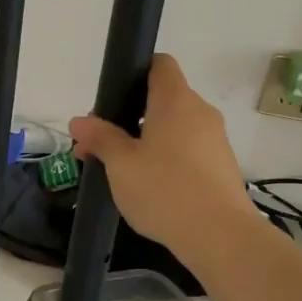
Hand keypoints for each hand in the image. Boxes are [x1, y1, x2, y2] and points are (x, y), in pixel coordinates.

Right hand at [69, 54, 262, 272]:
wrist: (219, 236)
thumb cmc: (164, 189)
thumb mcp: (120, 164)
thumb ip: (100, 138)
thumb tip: (79, 121)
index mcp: (176, 100)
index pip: (160, 64)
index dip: (136, 72)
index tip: (113, 98)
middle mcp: (200, 112)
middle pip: (162, 100)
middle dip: (130, 117)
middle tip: (101, 145)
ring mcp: (215, 140)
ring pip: (174, 129)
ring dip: (146, 141)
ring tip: (119, 172)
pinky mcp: (221, 167)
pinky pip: (187, 151)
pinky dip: (166, 160)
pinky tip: (148, 188)